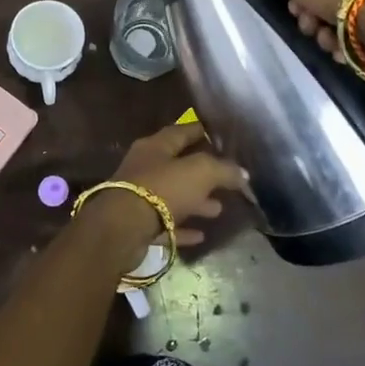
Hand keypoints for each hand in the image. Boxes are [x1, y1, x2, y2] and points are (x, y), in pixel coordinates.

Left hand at [84, 121, 245, 251]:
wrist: (122, 228)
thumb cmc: (162, 188)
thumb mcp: (200, 172)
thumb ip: (223, 170)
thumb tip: (243, 173)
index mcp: (155, 146)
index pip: (182, 131)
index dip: (202, 131)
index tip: (221, 136)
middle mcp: (145, 166)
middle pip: (178, 165)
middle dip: (202, 172)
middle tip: (226, 179)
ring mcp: (139, 195)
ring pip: (173, 195)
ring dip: (195, 201)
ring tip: (218, 208)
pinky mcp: (138, 224)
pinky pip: (166, 222)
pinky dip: (183, 226)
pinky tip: (201, 234)